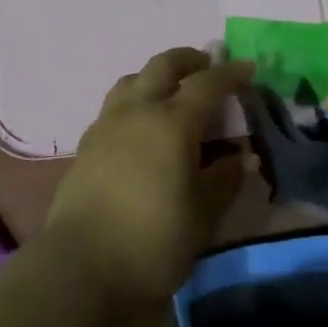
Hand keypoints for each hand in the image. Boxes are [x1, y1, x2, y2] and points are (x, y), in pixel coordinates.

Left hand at [42, 48, 252, 308]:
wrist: (80, 267)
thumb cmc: (152, 242)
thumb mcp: (202, 217)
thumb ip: (225, 180)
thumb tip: (243, 157)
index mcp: (173, 122)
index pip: (207, 84)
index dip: (230, 73)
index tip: (247, 68)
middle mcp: (139, 110)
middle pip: (164, 65)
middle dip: (189, 59)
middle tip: (207, 65)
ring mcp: (108, 123)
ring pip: (133, 79)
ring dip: (156, 75)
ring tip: (170, 91)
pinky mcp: (87, 143)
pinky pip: (115, 104)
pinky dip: (134, 100)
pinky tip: (139, 125)